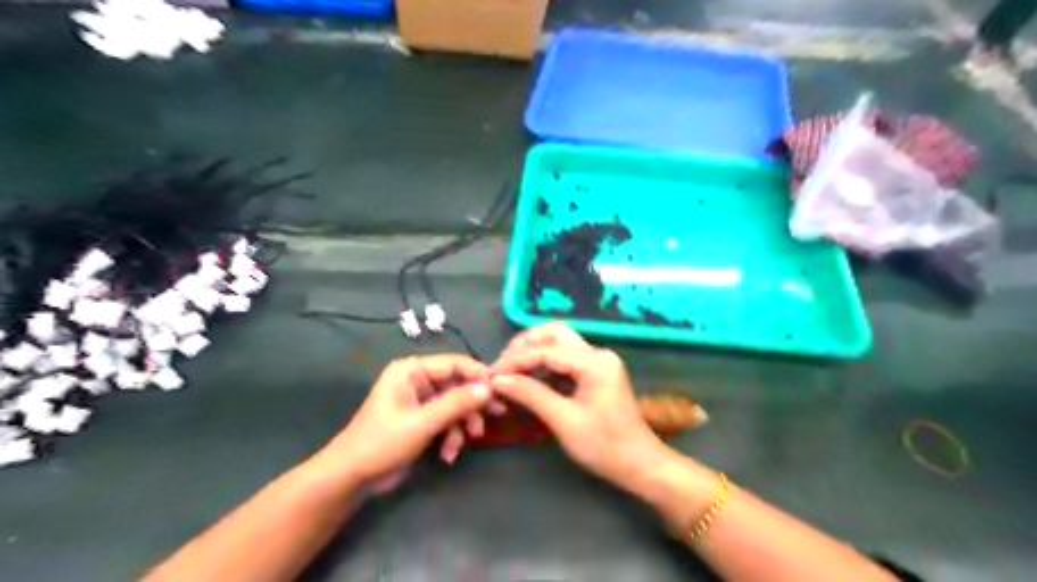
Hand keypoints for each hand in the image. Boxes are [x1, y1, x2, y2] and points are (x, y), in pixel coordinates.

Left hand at [315, 355, 490, 495]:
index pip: (454, 363)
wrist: (351, 478)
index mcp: (411, 371)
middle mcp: (417, 380)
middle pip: (457, 384)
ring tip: (467, 442)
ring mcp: (420, 401)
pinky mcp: (422, 420)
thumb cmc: (382, 443)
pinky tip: (448, 455)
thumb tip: (489, 387)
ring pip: (455, 404)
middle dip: (472, 404)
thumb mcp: (423, 422)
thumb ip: (457, 403)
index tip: (499, 390)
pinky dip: (451, 436)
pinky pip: (446, 420)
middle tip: (496, 414)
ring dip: (462, 424)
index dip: (478, 375)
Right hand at [492, 325, 676, 493]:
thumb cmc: (605, 447)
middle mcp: (597, 354)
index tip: (491, 375)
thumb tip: (498, 380)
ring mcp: (598, 362)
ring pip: (559, 343)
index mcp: (594, 362)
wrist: (640, 465)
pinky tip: (527, 378)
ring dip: (533, 353)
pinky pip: (565, 359)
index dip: (515, 360)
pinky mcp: (595, 373)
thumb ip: (531, 395)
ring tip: (509, 371)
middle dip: (524, 346)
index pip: (546, 350)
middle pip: (554, 334)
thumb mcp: (564, 421)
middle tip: (502, 366)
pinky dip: (544, 364)